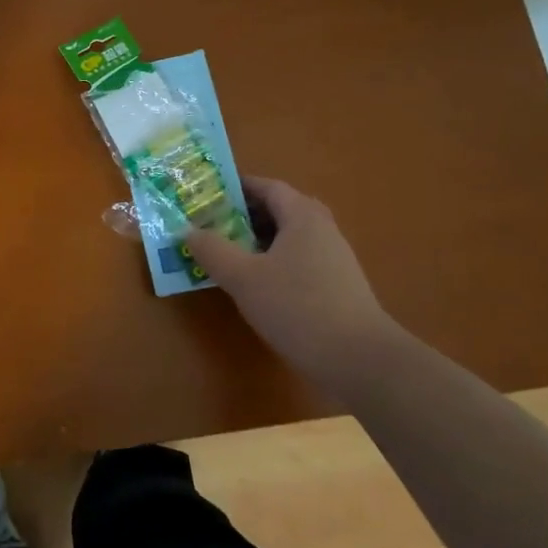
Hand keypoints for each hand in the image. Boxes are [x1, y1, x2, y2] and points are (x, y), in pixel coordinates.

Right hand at [185, 177, 403, 390]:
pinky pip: (297, 261)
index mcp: (302, 216)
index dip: (236, 187)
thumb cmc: (298, 307)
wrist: (360, 360)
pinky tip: (254, 285)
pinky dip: (272, 262)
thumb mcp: (243, 277)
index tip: (206, 195)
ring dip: (256, 241)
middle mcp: (322, 229)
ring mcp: (333, 259)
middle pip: (278, 210)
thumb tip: (187, 230)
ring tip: (225, 254)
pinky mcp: (337, 286)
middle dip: (242, 215)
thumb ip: (212, 250)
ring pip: (287, 238)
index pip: (267, 187)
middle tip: (210, 224)